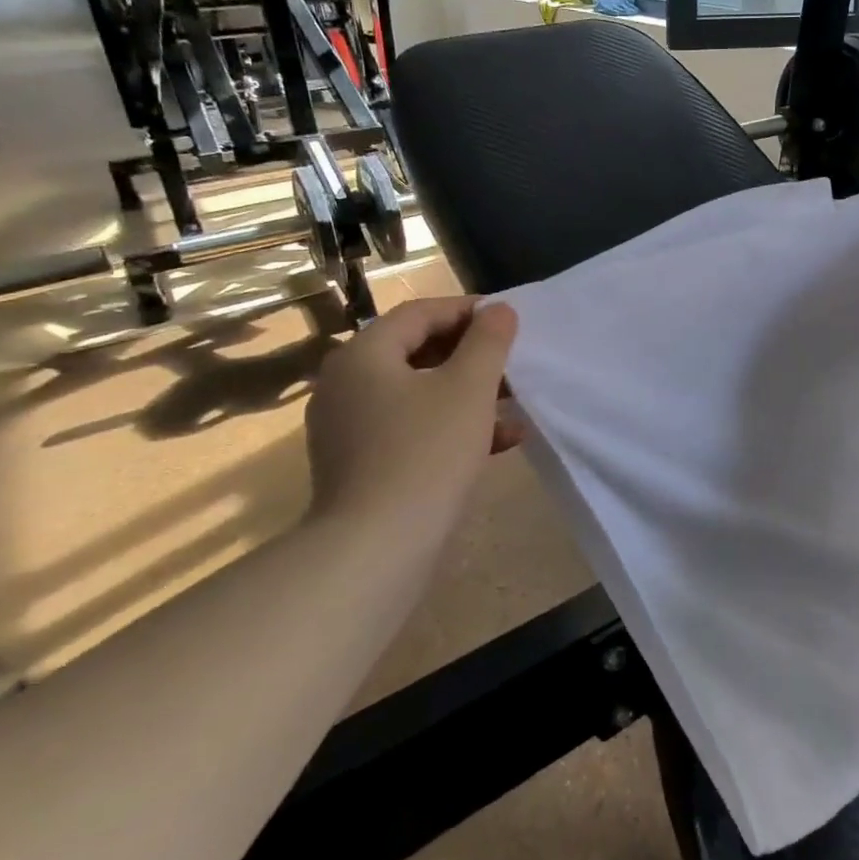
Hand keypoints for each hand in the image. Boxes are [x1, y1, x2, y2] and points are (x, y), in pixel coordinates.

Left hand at [304, 297, 522, 530]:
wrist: (375, 550)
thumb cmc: (426, 454)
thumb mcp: (468, 389)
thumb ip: (488, 341)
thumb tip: (499, 310)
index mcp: (363, 355)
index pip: (419, 313)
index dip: (468, 311)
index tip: (508, 322)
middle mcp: (346, 384)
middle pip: (416, 351)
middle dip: (471, 356)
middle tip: (511, 362)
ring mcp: (348, 427)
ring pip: (417, 393)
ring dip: (467, 394)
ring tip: (513, 404)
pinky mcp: (358, 464)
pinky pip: (409, 428)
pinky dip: (449, 426)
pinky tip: (496, 442)